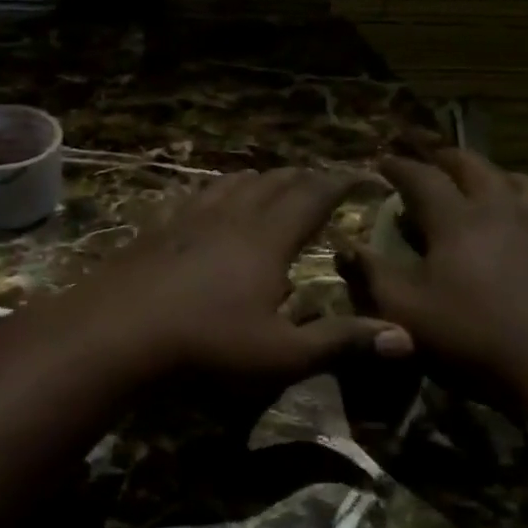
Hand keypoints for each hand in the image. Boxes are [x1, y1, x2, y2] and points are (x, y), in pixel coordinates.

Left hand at [49, 168, 413, 385]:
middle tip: (315, 176)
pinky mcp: (158, 228)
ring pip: (230, 185)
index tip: (355, 175)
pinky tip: (205, 199)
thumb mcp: (281, 352)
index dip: (335, 184)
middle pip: (271, 184)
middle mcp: (231, 217)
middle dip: (298, 178)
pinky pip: (192, 197)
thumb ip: (340, 341)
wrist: (121, 329)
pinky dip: (212, 190)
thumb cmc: (208, 343)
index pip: (309, 198)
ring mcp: (189, 219)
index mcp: (267, 239)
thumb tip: (405, 336)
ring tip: (267, 178)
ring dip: (256, 179)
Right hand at [340, 149, 527, 418]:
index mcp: (457, 220)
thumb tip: (345, 245)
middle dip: (447, 158)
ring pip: (524, 182)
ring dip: (497, 175)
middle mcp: (503, 210)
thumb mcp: (406, 311)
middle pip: (475, 167)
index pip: (422, 178)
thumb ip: (371, 273)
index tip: (383, 160)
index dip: (399, 167)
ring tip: (485, 180)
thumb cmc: (473, 338)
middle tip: (430, 158)